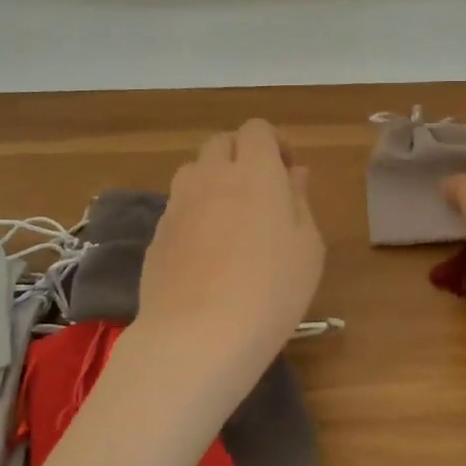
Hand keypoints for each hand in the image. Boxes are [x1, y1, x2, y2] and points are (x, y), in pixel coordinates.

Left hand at [135, 119, 325, 408]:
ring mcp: (178, 204)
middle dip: (241, 156)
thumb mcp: (307, 247)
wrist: (198, 335)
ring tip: (231, 219)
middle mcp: (211, 176)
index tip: (287, 171)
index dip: (273, 143)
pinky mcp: (157, 234)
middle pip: (220, 143)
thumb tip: (293, 174)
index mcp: (255, 171)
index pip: (256, 129)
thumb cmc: (271, 290)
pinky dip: (194, 214)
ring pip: (193, 172)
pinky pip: (178, 208)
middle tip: (260, 193)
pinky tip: (207, 252)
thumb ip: (299, 201)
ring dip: (213, 181)